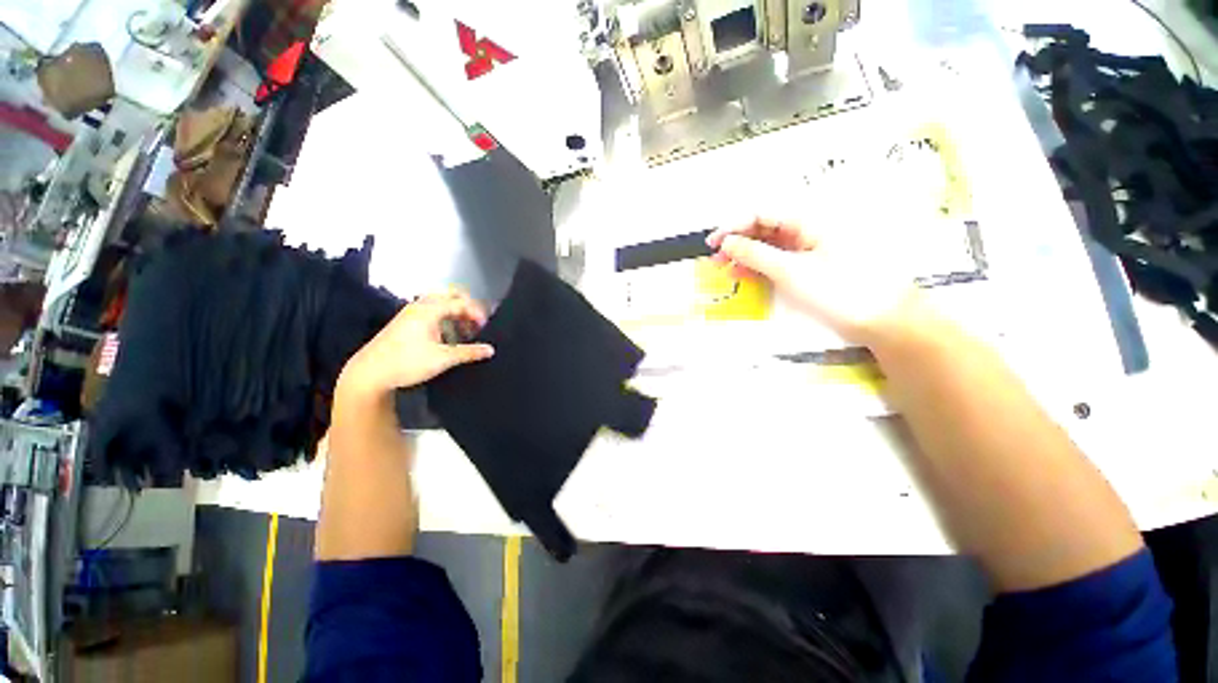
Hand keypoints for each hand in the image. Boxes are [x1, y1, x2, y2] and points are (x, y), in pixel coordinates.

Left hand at [338, 289, 494, 400]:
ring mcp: (411, 313)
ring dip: (456, 313)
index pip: (461, 302)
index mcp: (429, 310)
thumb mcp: (443, 359)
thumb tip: (490, 350)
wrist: (369, 373)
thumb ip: (469, 352)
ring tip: (466, 331)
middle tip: (478, 323)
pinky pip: (432, 311)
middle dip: (468, 307)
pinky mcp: (406, 322)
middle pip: (451, 295)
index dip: (477, 313)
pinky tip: (449, 336)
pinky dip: (446, 318)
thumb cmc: (407, 363)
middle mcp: (420, 306)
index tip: (486, 327)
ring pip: (441, 303)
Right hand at [706, 217, 923, 343]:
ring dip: (745, 255)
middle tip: (715, 258)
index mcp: (808, 220)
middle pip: (764, 227)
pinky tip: (744, 275)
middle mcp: (808, 229)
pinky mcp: (809, 265)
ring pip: (769, 245)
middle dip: (737, 240)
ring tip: (724, 269)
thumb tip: (727, 242)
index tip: (713, 242)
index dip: (734, 225)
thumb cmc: (838, 290)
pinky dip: (759, 267)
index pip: (762, 213)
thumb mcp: (791, 271)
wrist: (881, 319)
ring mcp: (809, 248)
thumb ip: (755, 254)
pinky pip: (778, 260)